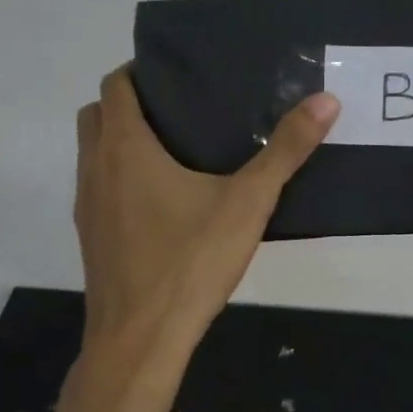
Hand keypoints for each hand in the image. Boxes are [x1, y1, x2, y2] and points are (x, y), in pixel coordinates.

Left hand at [75, 67, 338, 361]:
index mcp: (125, 148)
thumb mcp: (247, 203)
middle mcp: (95, 169)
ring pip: (93, 154)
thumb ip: (286, 150)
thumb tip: (325, 101)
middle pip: (97, 115)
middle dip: (129, 103)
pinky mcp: (90, 238)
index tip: (179, 74)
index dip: (141, 71)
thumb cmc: (189, 263)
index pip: (116, 85)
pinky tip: (164, 204)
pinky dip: (120, 179)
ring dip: (121, 142)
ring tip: (176, 151)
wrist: (140, 340)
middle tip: (181, 109)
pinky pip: (99, 189)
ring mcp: (87, 206)